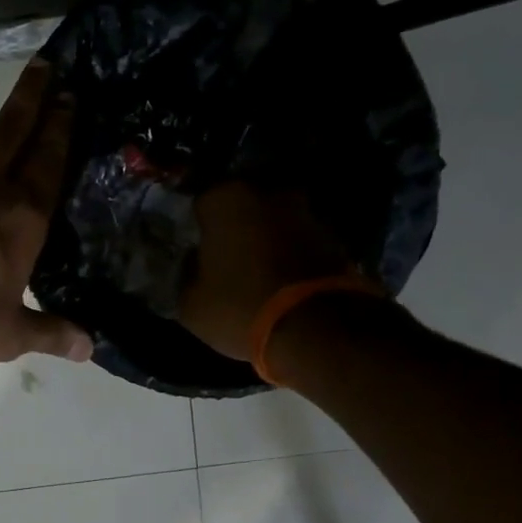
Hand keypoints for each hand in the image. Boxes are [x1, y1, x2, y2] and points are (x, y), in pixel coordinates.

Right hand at [178, 181, 361, 358]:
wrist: (315, 329)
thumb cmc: (240, 308)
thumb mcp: (191, 305)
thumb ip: (187, 275)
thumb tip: (194, 265)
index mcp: (227, 199)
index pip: (202, 203)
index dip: (197, 227)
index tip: (195, 248)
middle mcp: (269, 193)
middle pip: (243, 205)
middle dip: (235, 227)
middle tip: (224, 258)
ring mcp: (306, 212)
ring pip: (274, 222)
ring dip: (266, 239)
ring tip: (256, 273)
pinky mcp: (334, 237)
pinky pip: (299, 242)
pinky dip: (290, 255)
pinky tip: (281, 282)